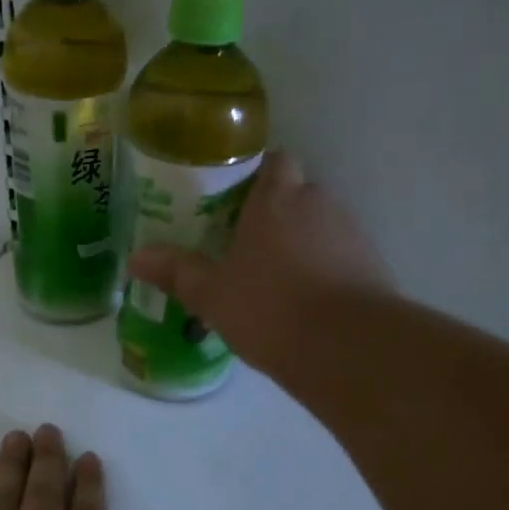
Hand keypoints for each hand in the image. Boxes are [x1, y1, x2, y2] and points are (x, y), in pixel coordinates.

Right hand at [127, 150, 391, 383]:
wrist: (347, 348)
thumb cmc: (270, 308)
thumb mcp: (212, 294)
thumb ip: (176, 272)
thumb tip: (135, 258)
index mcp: (278, 199)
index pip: (275, 161)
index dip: (256, 175)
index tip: (234, 199)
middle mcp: (320, 204)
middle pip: (297, 194)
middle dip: (274, 214)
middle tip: (243, 245)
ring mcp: (352, 234)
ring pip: (320, 226)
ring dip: (300, 244)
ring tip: (273, 280)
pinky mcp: (373, 266)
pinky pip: (340, 257)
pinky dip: (324, 270)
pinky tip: (305, 303)